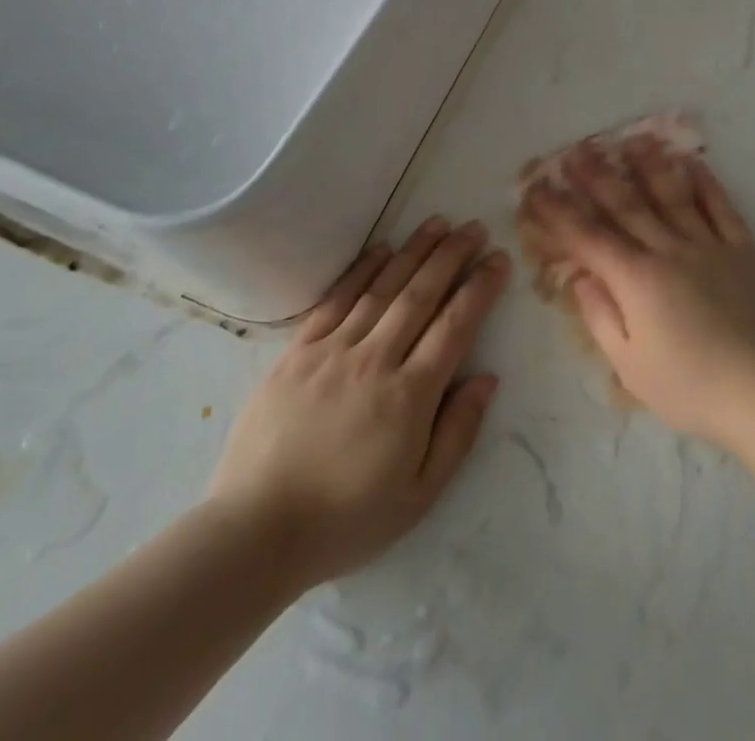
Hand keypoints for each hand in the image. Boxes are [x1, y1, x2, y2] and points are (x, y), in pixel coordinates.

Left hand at [204, 218, 508, 591]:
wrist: (256, 531)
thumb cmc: (346, 520)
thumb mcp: (419, 496)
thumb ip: (457, 433)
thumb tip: (487, 378)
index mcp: (409, 396)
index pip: (455, 326)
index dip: (479, 288)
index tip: (498, 259)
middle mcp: (375, 360)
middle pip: (421, 294)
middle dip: (452, 256)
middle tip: (474, 227)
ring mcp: (333, 351)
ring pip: (382, 288)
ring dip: (413, 251)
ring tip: (437, 223)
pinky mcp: (297, 352)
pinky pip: (336, 300)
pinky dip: (361, 271)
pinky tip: (380, 249)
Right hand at [518, 137, 754, 450]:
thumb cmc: (690, 388)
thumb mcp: (630, 366)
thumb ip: (600, 316)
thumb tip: (579, 276)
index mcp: (636, 280)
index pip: (588, 237)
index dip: (558, 213)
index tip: (537, 191)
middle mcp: (669, 250)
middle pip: (626, 205)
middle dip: (596, 177)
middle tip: (576, 150)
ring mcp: (709, 245)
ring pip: (672, 195)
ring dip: (648, 165)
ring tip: (630, 139)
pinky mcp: (742, 251)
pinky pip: (721, 207)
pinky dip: (706, 182)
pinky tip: (692, 161)